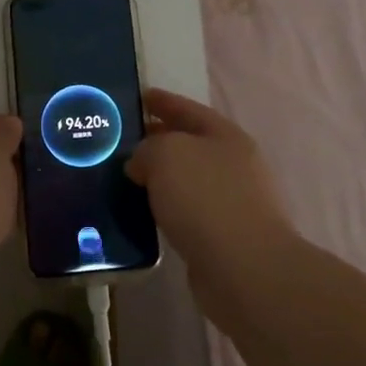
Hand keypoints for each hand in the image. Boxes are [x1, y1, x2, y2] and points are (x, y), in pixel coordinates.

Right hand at [126, 90, 296, 311]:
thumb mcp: (166, 155)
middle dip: (158, 140)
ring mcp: (232, 202)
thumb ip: (147, 149)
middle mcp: (233, 165)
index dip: (162, 101)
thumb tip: (141, 163)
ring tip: (125, 177)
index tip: (137, 96)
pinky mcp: (222, 236)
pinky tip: (143, 213)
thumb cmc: (206, 198)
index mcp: (225, 136)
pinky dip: (165, 208)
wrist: (244, 269)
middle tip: (121, 140)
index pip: (187, 109)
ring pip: (186, 180)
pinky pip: (186, 212)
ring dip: (160, 178)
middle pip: (189, 144)